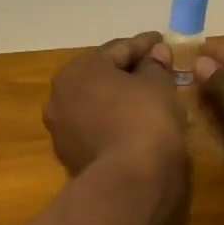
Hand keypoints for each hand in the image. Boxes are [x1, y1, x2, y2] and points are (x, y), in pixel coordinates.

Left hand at [43, 31, 184, 176]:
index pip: (119, 49)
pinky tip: (134, 123)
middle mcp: (60, 94)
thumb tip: (156, 53)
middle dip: (129, 70)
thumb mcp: (159, 85)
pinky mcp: (69, 156)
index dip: (145, 45)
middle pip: (102, 74)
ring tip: (147, 97)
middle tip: (156, 67)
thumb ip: (155, 65)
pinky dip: (113, 120)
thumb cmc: (145, 120)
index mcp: (79, 69)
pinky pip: (96, 127)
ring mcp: (61, 128)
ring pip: (97, 102)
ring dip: (119, 97)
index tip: (162, 41)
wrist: (129, 183)